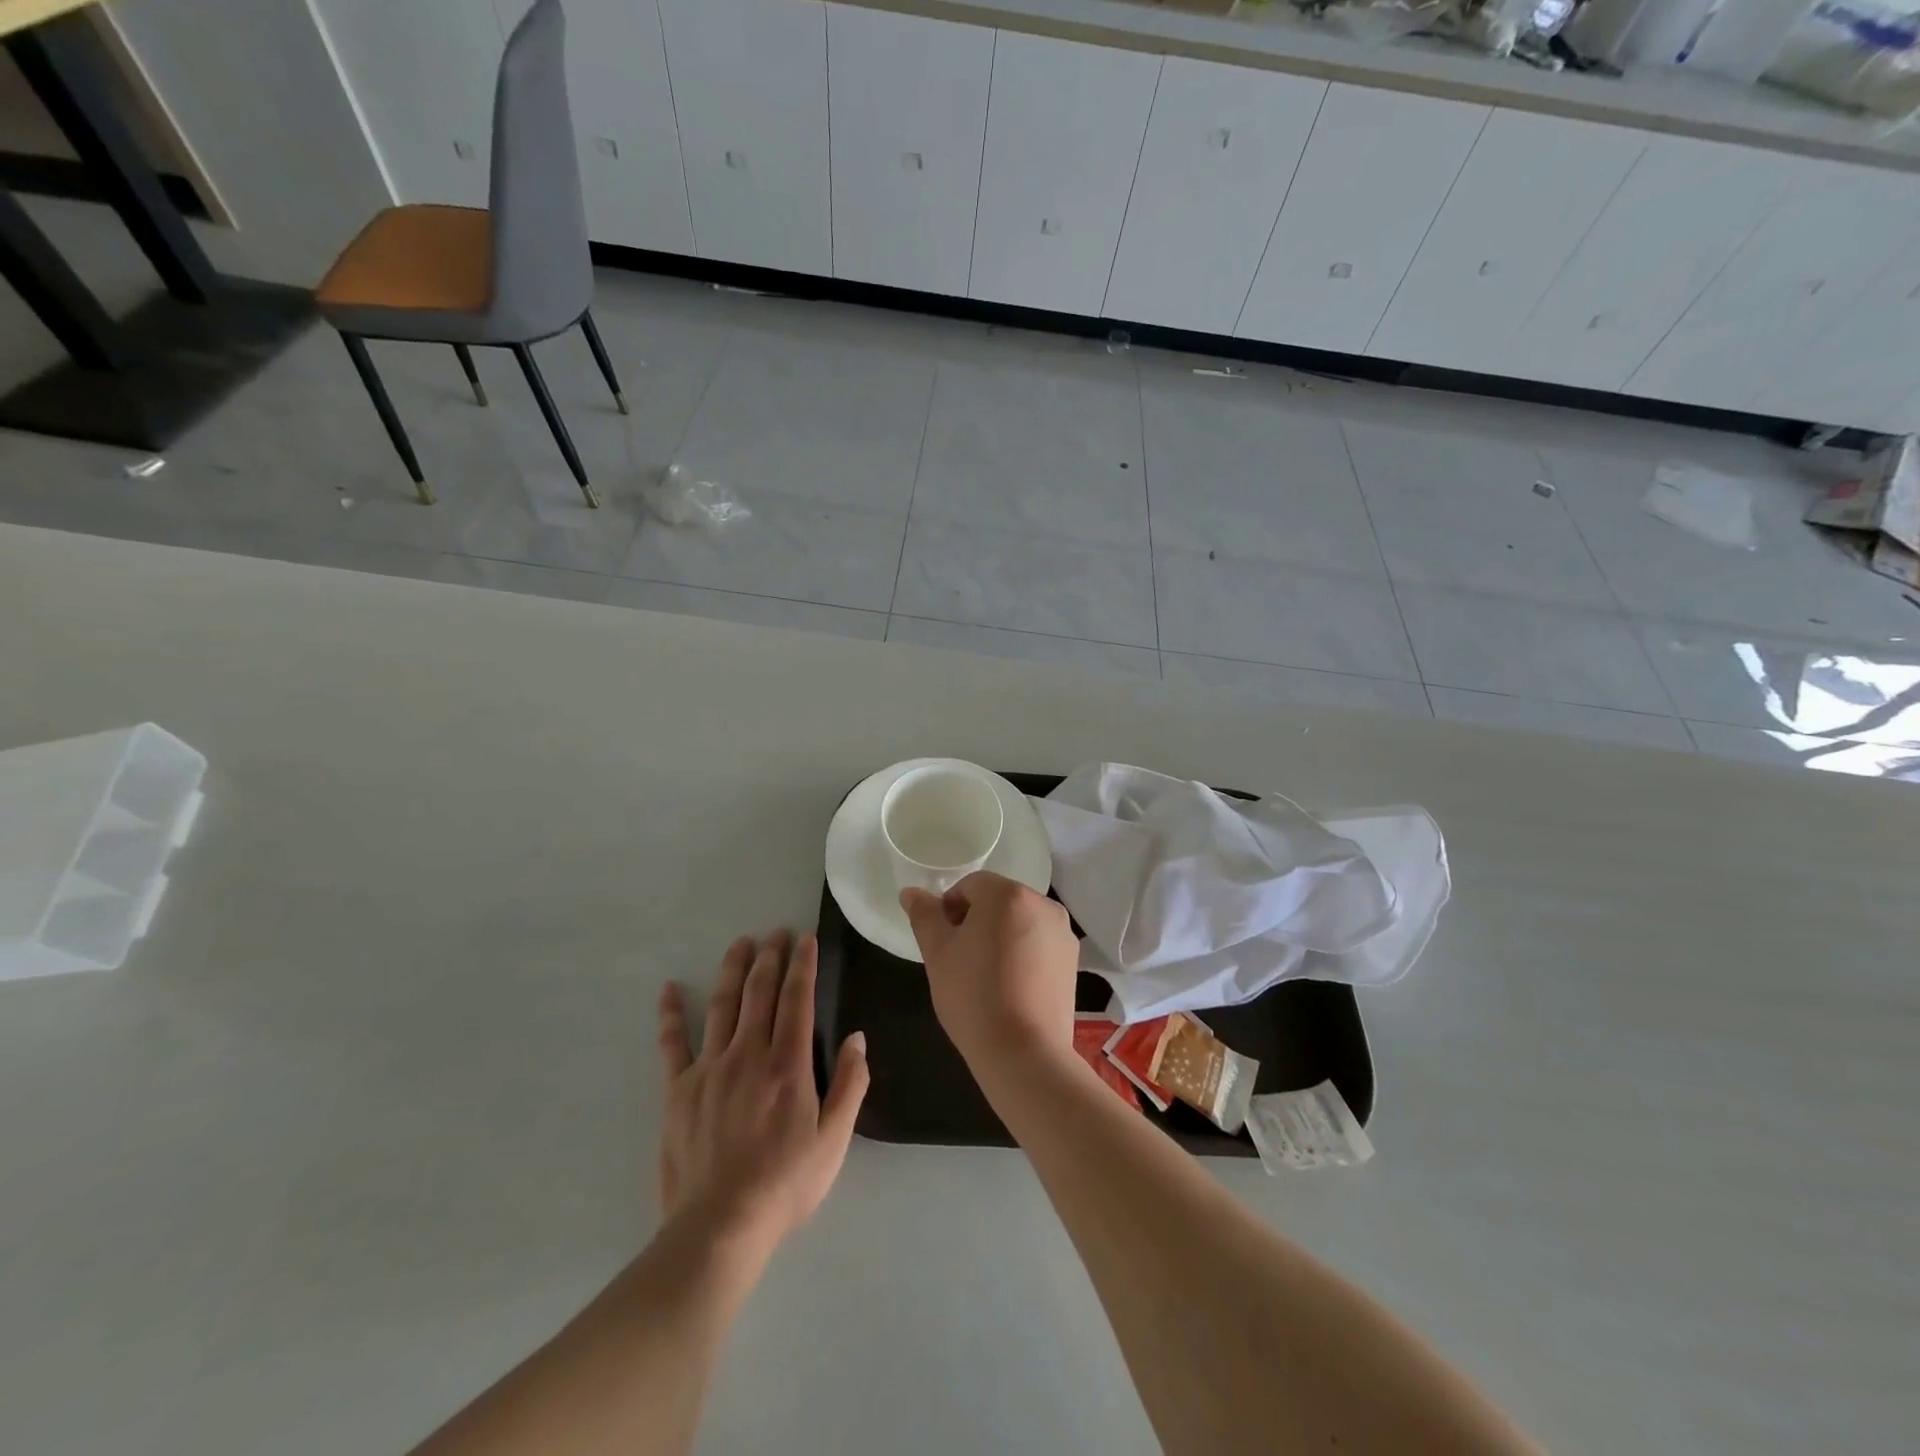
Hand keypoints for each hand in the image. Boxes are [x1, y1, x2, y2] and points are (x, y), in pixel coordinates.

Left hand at [655, 931, 868, 1262]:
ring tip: (740, 943)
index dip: (803, 965)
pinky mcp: (677, 1091)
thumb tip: (857, 1037)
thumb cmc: (784, 1185)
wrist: (719, 1228)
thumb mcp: (834, 1140)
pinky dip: (671, 1014)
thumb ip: (850, 1085)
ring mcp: (709, 1069)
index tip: (806, 938)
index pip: (797, 999)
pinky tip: (670, 989)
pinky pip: (672, 1044)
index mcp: (788, 1064)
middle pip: (760, 992)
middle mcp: (748, 1054)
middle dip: (770, 957)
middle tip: (776, 932)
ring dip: (733, 970)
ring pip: (723, 1006)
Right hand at [900, 872, 1079, 1073]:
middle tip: (960, 961)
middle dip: (976, 922)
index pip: (970, 886)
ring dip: (999, 937)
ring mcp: (1062, 933)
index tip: (943, 944)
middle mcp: (1042, 904)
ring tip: (985, 977)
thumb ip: (924, 915)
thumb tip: (911, 892)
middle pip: (998, 901)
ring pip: (1019, 922)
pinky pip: (1038, 944)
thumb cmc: (973, 996)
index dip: (949, 910)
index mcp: (1008, 894)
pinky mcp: (1072, 960)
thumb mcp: (937, 953)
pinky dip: (1021, 954)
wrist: (1024, 1053)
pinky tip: (1010, 987)